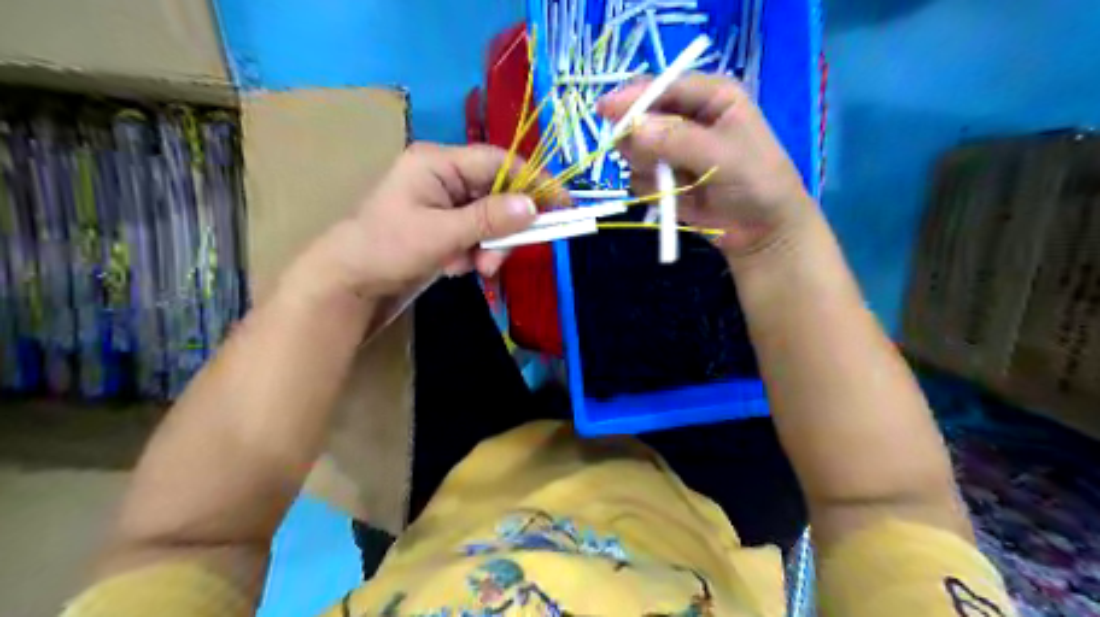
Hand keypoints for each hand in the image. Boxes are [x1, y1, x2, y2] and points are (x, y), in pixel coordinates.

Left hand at [287, 140, 553, 303]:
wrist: (349, 284)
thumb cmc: (387, 249)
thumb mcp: (440, 234)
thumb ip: (489, 219)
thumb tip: (533, 207)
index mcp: (438, 163)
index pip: (498, 162)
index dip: (534, 181)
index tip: (563, 205)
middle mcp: (445, 177)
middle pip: (498, 194)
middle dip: (502, 230)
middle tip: (495, 262)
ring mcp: (445, 203)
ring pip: (491, 219)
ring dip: (488, 248)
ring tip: (471, 269)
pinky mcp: (446, 227)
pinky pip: (477, 235)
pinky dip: (475, 254)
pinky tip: (454, 267)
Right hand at [601, 73, 815, 255]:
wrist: (762, 231)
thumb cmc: (756, 182)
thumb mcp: (722, 155)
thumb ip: (677, 140)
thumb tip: (632, 129)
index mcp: (711, 96)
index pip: (664, 86)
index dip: (634, 96)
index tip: (605, 110)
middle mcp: (689, 118)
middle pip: (644, 115)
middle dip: (638, 136)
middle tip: (644, 158)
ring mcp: (674, 150)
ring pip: (637, 148)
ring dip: (645, 166)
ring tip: (671, 183)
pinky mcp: (665, 179)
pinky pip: (640, 177)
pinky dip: (650, 188)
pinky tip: (673, 198)